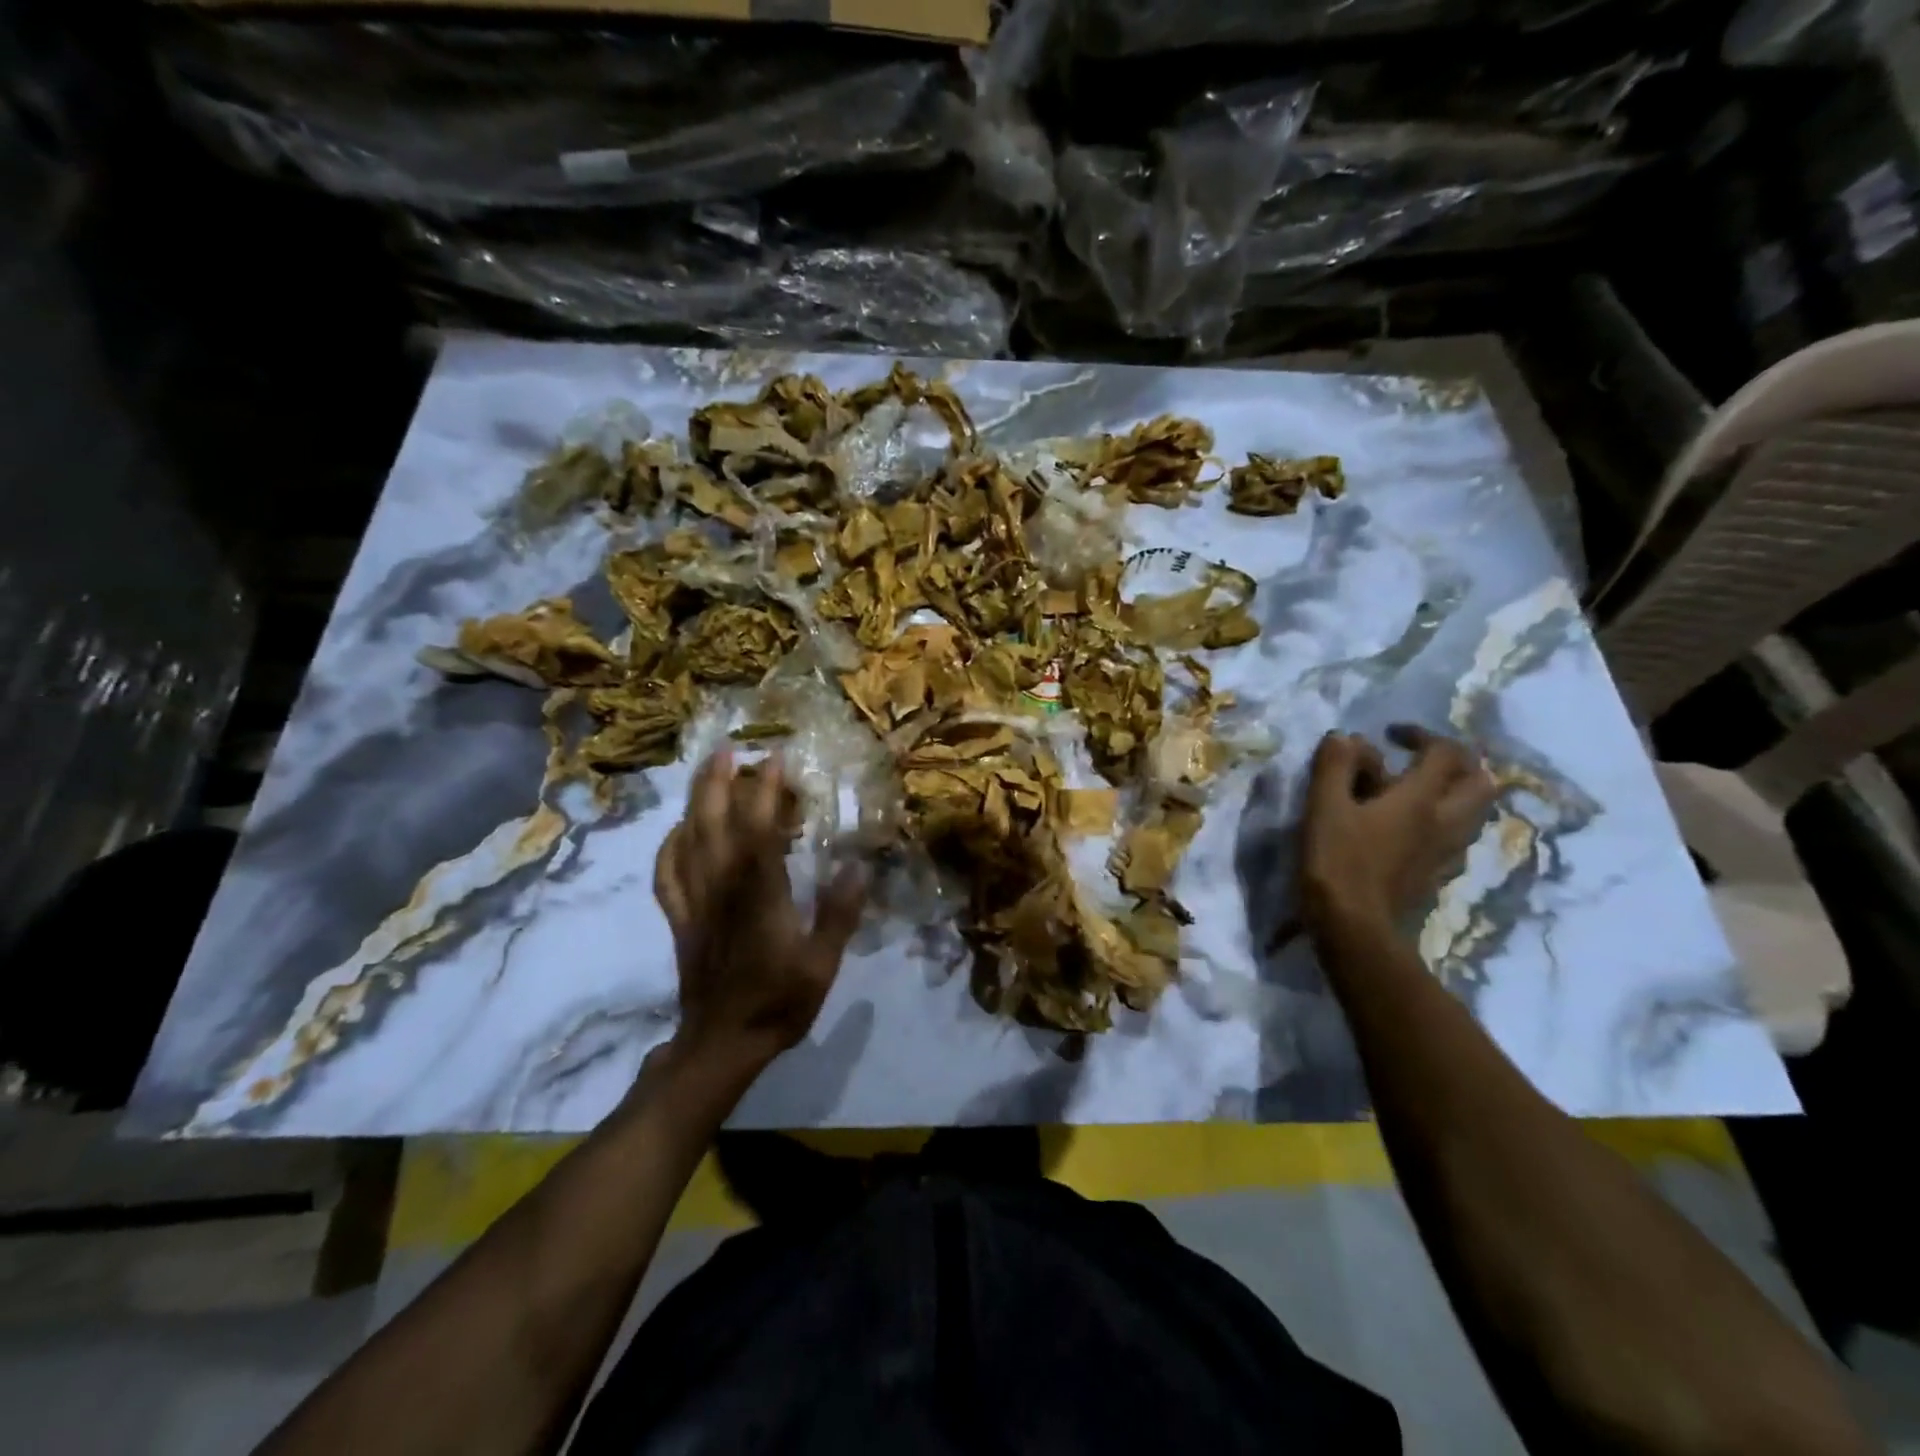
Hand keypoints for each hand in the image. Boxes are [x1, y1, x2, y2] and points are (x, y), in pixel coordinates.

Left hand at [653, 751, 866, 1073]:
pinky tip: (678, 829)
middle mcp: (722, 889)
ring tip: (706, 771)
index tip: (777, 759)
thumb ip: (838, 914)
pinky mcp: (681, 919)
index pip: (760, 831)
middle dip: (720, 781)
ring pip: (688, 841)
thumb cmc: (777, 1004)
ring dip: (695, 801)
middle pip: (714, 824)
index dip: (766, 791)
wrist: (721, 1044)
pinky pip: (667, 874)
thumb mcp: (821, 965)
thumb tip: (859, 866)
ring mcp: (695, 903)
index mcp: (759, 896)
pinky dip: (669, 846)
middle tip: (728, 746)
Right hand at [1299, 725, 1497, 938]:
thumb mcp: (1324, 806)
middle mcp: (1446, 822)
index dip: (1420, 734)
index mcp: (1420, 800)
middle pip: (1480, 781)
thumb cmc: (1337, 862)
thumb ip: (1335, 766)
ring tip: (1415, 792)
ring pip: (1474, 811)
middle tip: (1418, 761)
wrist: (1354, 928)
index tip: (1389, 735)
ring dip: (1453, 792)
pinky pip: (1457, 837)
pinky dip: (1442, 821)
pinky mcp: (1439, 875)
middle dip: (1455, 762)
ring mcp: (1447, 852)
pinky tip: (1412, 828)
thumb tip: (1346, 736)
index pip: (1444, 752)